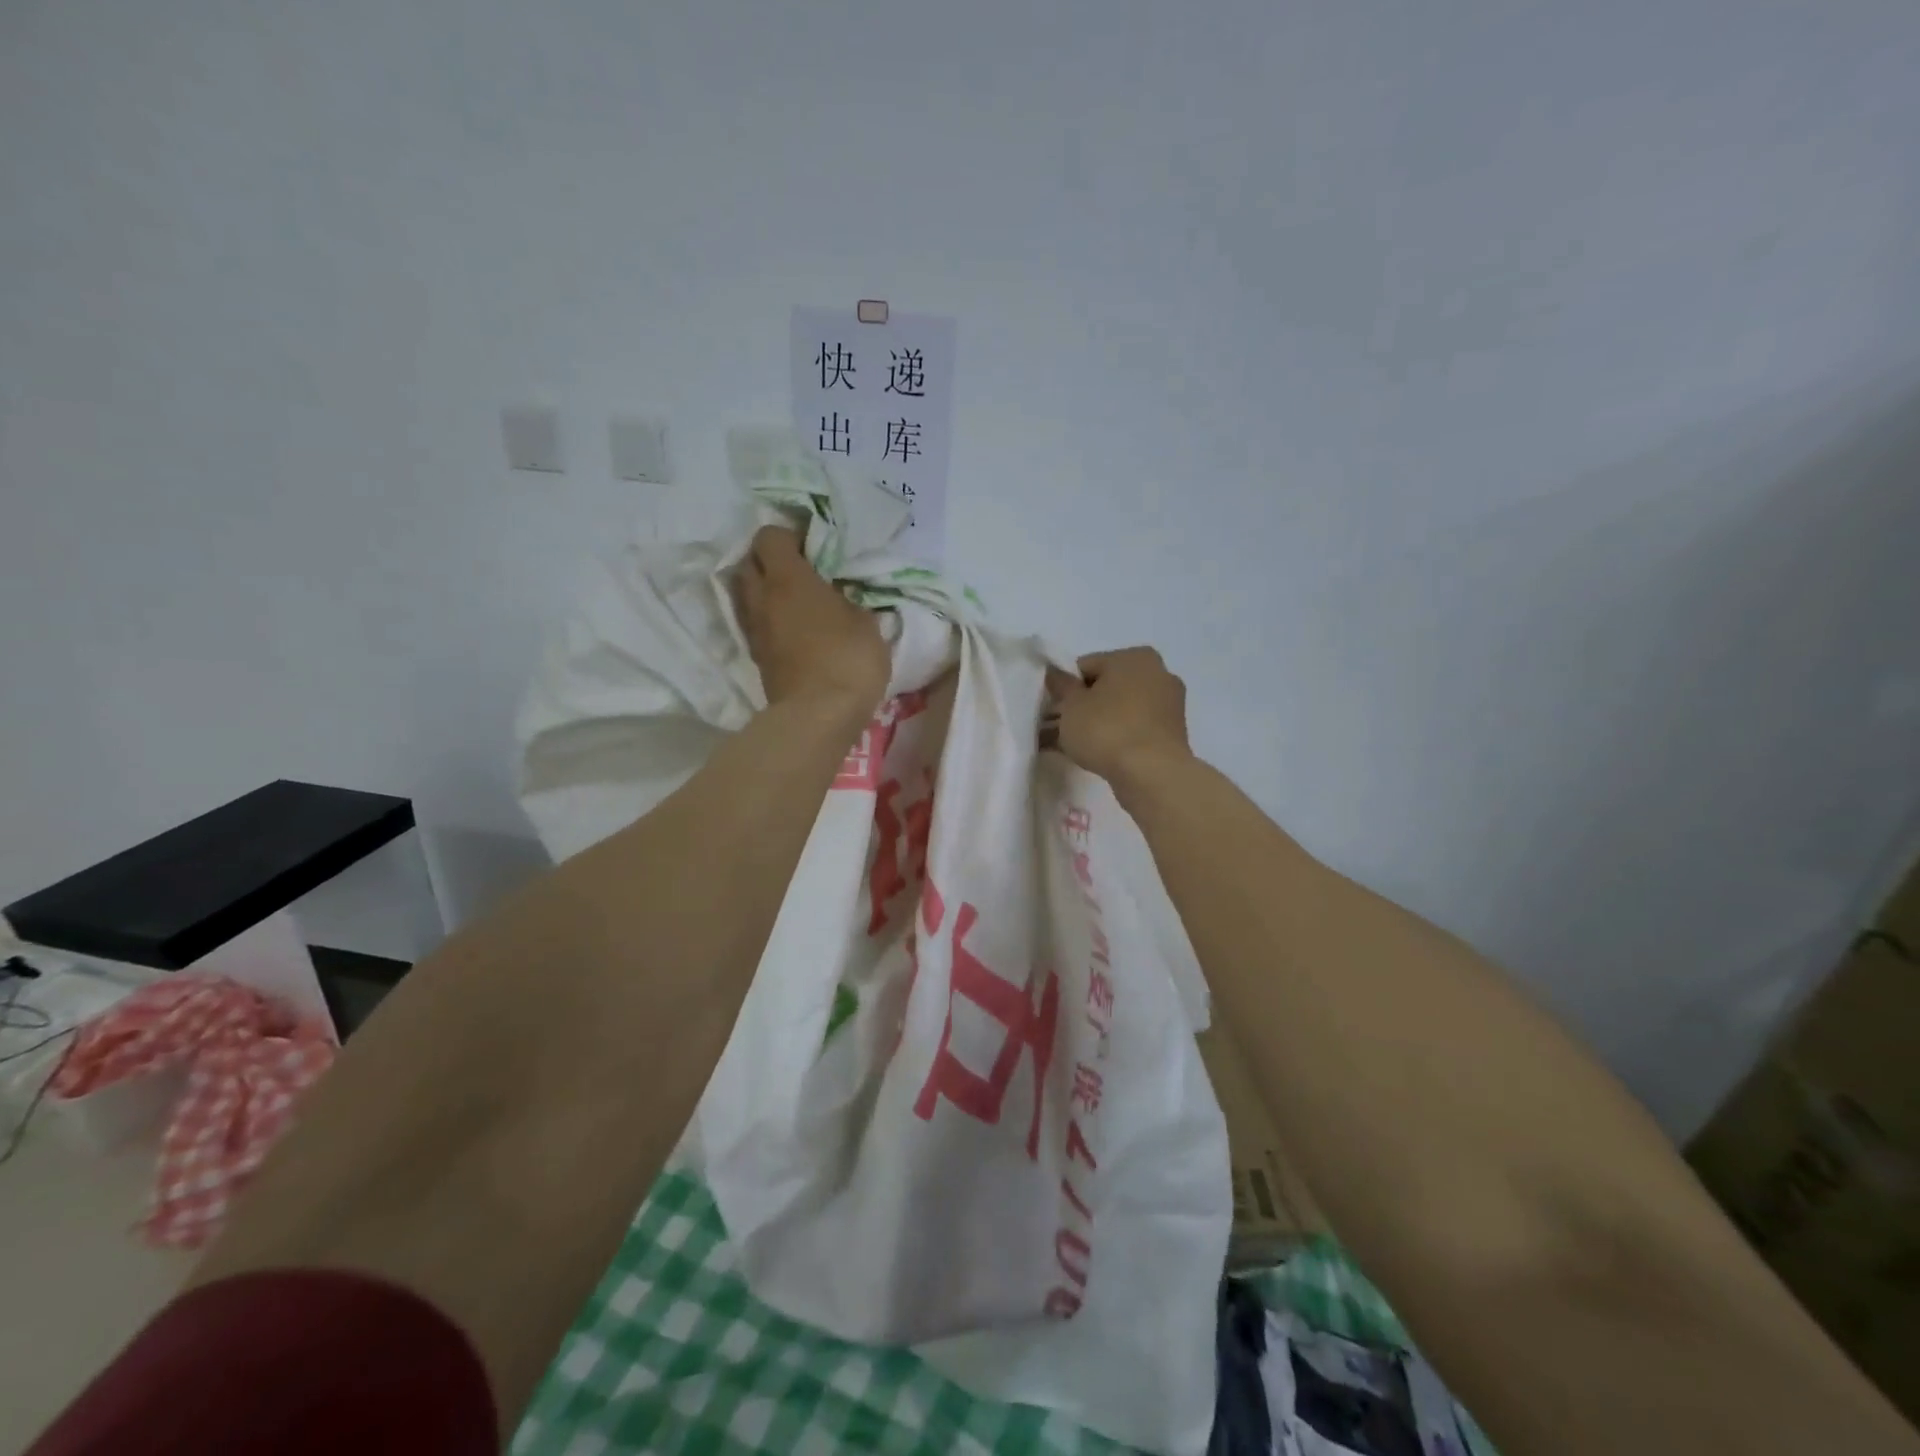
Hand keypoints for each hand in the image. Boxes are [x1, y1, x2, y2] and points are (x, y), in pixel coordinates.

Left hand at [733, 525, 889, 712]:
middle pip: (748, 563)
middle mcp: (762, 599)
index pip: (770, 537)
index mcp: (788, 579)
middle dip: (768, 561)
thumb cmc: (848, 659)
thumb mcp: (866, 623)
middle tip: (799, 571)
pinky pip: (757, 626)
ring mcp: (755, 631)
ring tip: (795, 601)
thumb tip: (841, 599)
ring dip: (765, 592)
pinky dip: (770, 621)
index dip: (789, 535)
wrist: (819, 716)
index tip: (813, 547)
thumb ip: (849, 602)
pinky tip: (794, 630)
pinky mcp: (758, 660)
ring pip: (747, 596)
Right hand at [1044, 647, 1193, 786]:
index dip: (1064, 686)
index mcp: (1134, 657)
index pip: (1086, 665)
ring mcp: (1168, 705)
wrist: (1152, 774)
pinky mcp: (1171, 734)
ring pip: (1119, 710)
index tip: (1051, 708)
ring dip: (1095, 723)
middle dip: (1081, 706)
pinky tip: (1092, 755)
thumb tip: (1054, 672)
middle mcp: (1157, 674)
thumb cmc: (1107, 729)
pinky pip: (1133, 729)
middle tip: (1057, 727)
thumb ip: (1061, 685)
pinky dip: (1114, 737)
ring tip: (1069, 745)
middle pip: (1106, 687)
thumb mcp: (1071, 705)